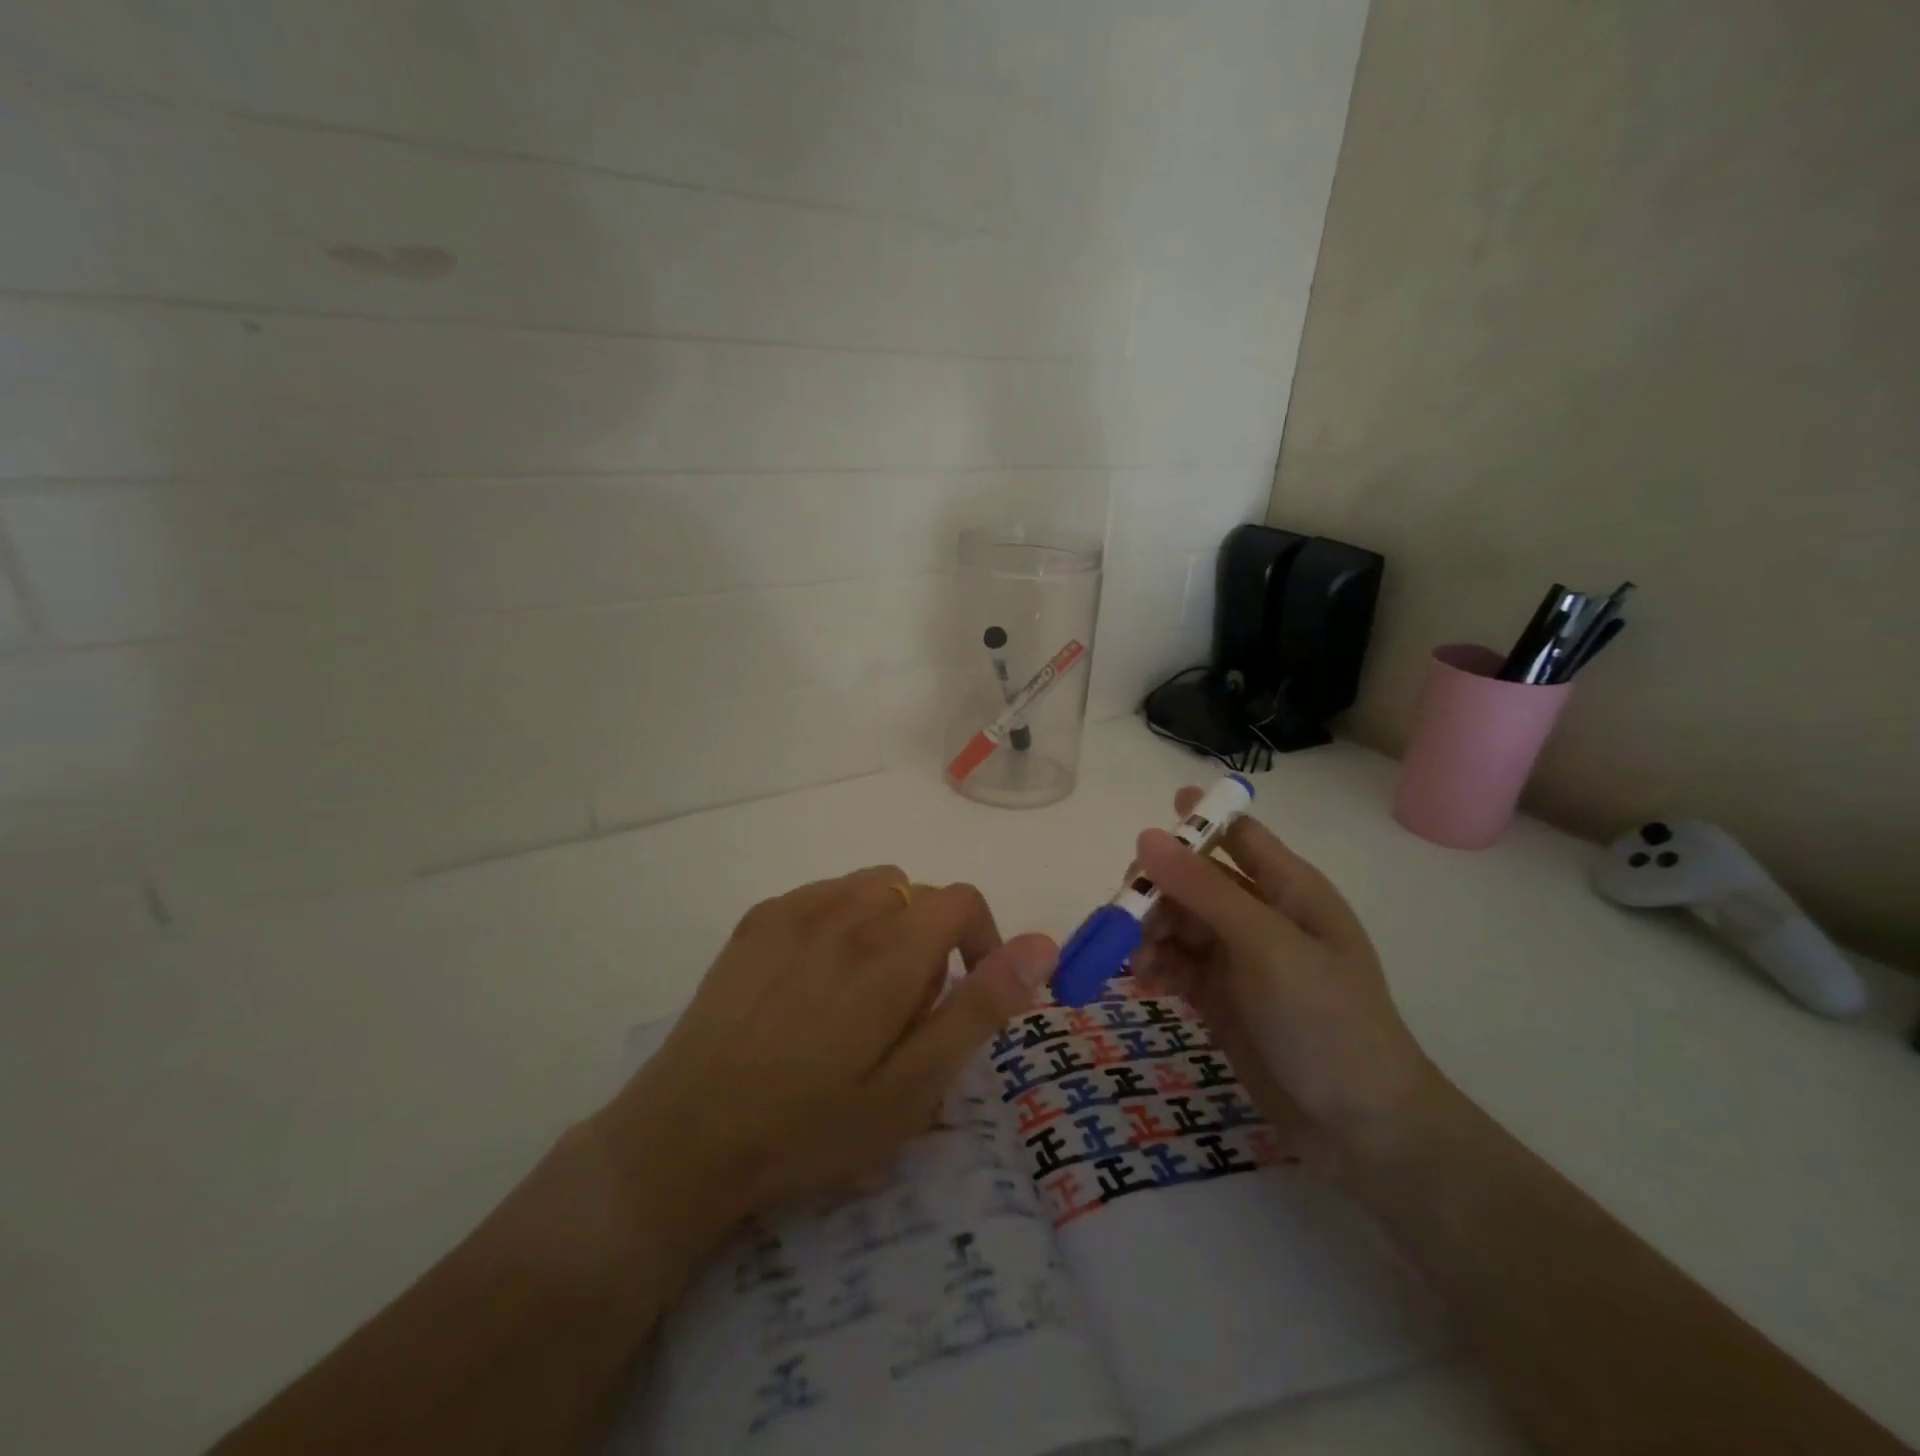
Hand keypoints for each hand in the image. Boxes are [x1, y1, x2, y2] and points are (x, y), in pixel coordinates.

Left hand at [595, 866, 1056, 1235]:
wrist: (687, 1135)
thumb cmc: (812, 1124)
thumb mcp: (915, 1085)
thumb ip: (981, 1006)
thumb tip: (1041, 944)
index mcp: (891, 948)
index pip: (962, 901)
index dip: (981, 941)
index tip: (966, 993)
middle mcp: (846, 909)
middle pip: (917, 894)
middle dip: (931, 940)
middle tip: (905, 1012)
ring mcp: (795, 908)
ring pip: (872, 888)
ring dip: (887, 924)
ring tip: (863, 992)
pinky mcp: (758, 919)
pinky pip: (824, 894)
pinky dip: (841, 920)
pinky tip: (814, 980)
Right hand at [1131, 789, 1440, 1176]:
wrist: (1361, 1129)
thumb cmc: (1327, 1021)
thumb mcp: (1267, 946)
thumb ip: (1204, 890)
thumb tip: (1146, 836)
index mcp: (1288, 888)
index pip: (1237, 833)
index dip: (1196, 820)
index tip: (1148, 824)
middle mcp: (1260, 915)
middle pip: (1192, 879)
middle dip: (1156, 890)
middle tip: (1126, 915)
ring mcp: (1238, 958)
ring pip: (1176, 921)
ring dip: (1149, 933)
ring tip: (1138, 963)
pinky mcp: (1219, 996)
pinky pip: (1174, 964)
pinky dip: (1154, 968)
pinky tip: (1144, 985)